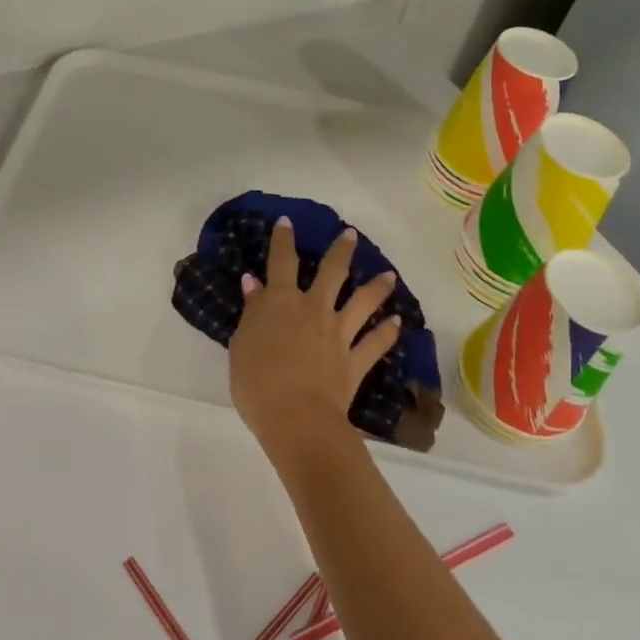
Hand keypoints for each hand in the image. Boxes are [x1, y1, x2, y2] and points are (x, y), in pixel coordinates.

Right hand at [229, 218, 400, 464]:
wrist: (297, 418)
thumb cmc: (257, 382)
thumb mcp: (242, 345)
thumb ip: (252, 312)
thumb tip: (254, 283)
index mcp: (281, 303)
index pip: (281, 263)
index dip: (283, 240)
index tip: (287, 222)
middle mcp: (314, 310)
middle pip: (332, 273)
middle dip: (341, 251)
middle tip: (351, 234)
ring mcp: (339, 334)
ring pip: (362, 303)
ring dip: (376, 287)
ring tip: (389, 275)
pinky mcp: (355, 361)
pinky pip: (375, 343)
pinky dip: (387, 333)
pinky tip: (397, 323)